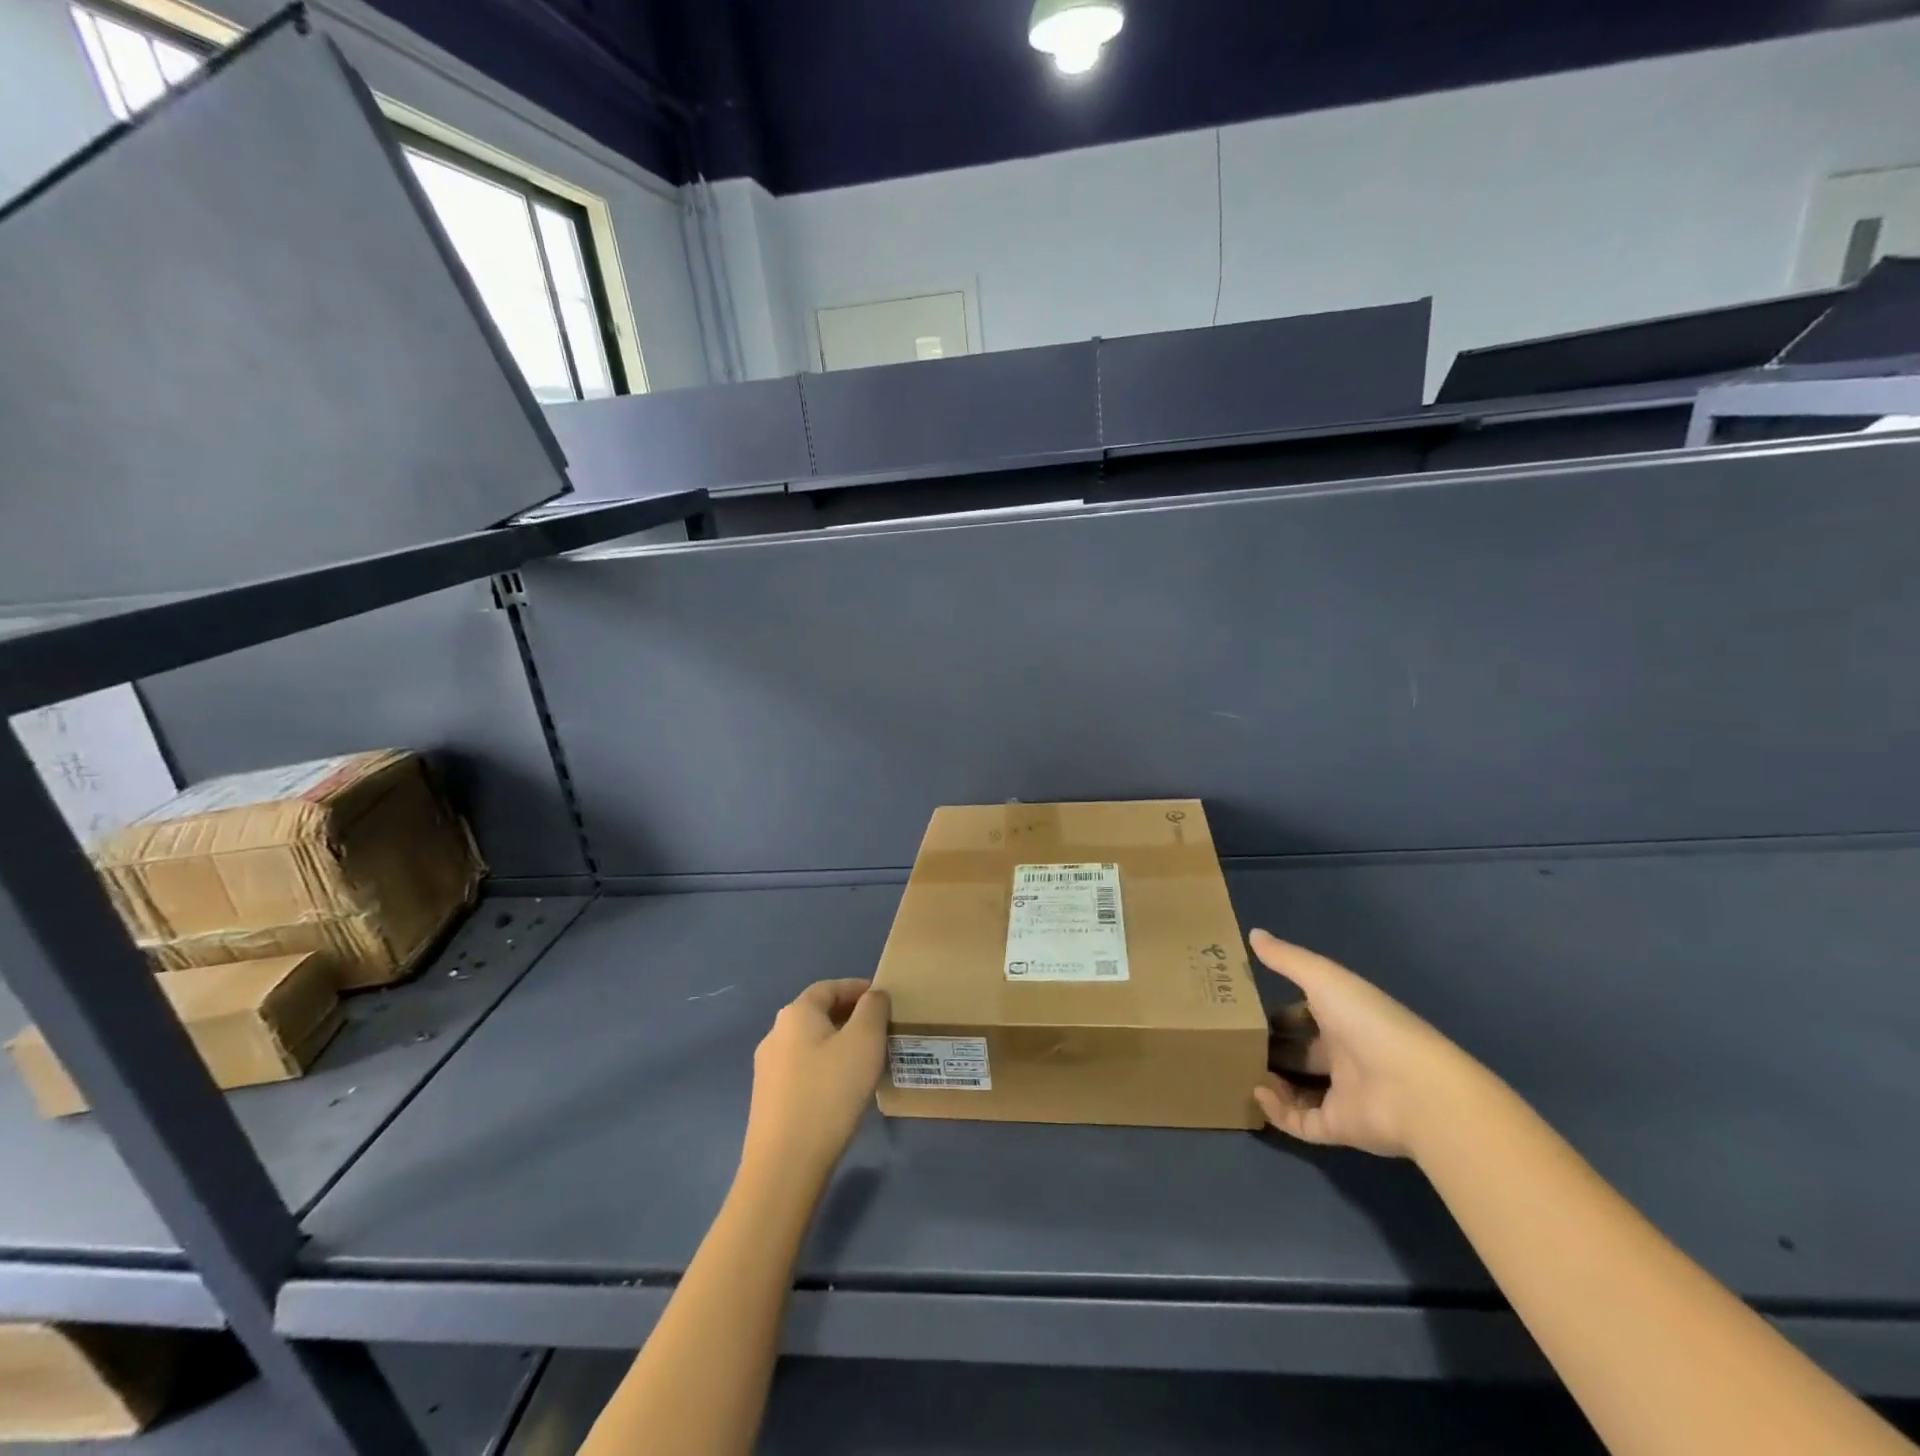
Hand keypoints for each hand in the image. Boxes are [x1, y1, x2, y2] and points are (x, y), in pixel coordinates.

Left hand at [740, 978, 889, 1192]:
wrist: (785, 1165)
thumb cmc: (830, 1092)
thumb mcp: (865, 1041)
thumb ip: (873, 1009)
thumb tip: (874, 995)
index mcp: (795, 1014)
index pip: (829, 988)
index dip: (857, 988)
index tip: (883, 998)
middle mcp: (775, 1034)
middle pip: (817, 1014)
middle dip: (849, 1016)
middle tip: (880, 1029)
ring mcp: (767, 1069)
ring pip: (810, 1044)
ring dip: (837, 1044)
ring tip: (865, 1060)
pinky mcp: (768, 1100)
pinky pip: (802, 1070)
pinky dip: (825, 1068)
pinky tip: (842, 1089)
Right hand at [1250, 929, 1476, 1159]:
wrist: (1415, 1089)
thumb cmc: (1368, 1023)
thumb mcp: (1324, 979)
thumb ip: (1287, 959)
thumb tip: (1253, 933)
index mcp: (1344, 1019)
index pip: (1307, 1015)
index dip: (1280, 1014)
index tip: (1246, 1011)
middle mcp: (1344, 1056)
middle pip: (1300, 1053)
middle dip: (1270, 1047)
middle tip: (1234, 1042)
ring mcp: (1342, 1094)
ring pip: (1297, 1088)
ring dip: (1269, 1079)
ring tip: (1238, 1066)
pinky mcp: (1339, 1127)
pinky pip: (1301, 1123)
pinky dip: (1277, 1112)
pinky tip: (1257, 1092)